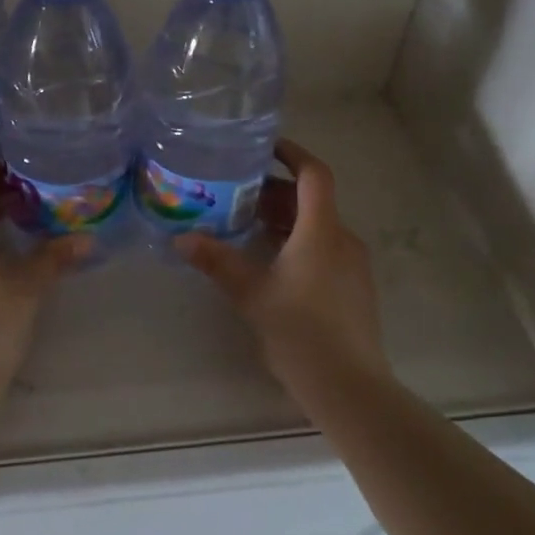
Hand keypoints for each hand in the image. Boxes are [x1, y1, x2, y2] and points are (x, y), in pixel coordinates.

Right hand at [176, 139, 387, 391]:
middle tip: (238, 191)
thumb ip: (217, 261)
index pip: (314, 174)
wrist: (350, 387)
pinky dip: (297, 241)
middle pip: (312, 200)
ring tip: (247, 223)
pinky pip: (324, 248)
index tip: (264, 147)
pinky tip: (270, 260)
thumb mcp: (251, 294)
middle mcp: (342, 240)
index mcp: (321, 231)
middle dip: (276, 191)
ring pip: (317, 226)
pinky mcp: (353, 288)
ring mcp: (352, 265)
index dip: (291, 154)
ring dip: (285, 218)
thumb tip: (181, 238)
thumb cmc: (300, 331)